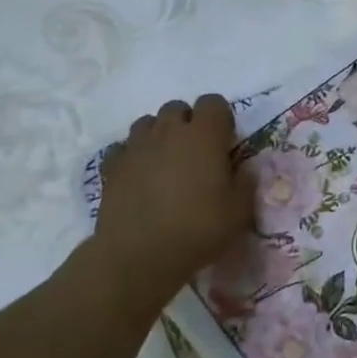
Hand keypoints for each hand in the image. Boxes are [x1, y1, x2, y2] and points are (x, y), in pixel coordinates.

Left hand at [94, 95, 246, 295]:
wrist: (139, 256)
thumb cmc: (198, 228)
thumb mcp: (240, 210)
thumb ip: (246, 182)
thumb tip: (245, 168)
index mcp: (204, 135)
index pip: (214, 102)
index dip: (221, 118)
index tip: (225, 142)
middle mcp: (168, 132)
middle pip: (177, 108)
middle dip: (188, 123)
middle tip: (196, 152)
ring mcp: (135, 147)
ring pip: (147, 123)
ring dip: (159, 135)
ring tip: (166, 162)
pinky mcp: (110, 168)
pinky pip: (122, 148)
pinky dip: (132, 155)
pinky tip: (139, 176)